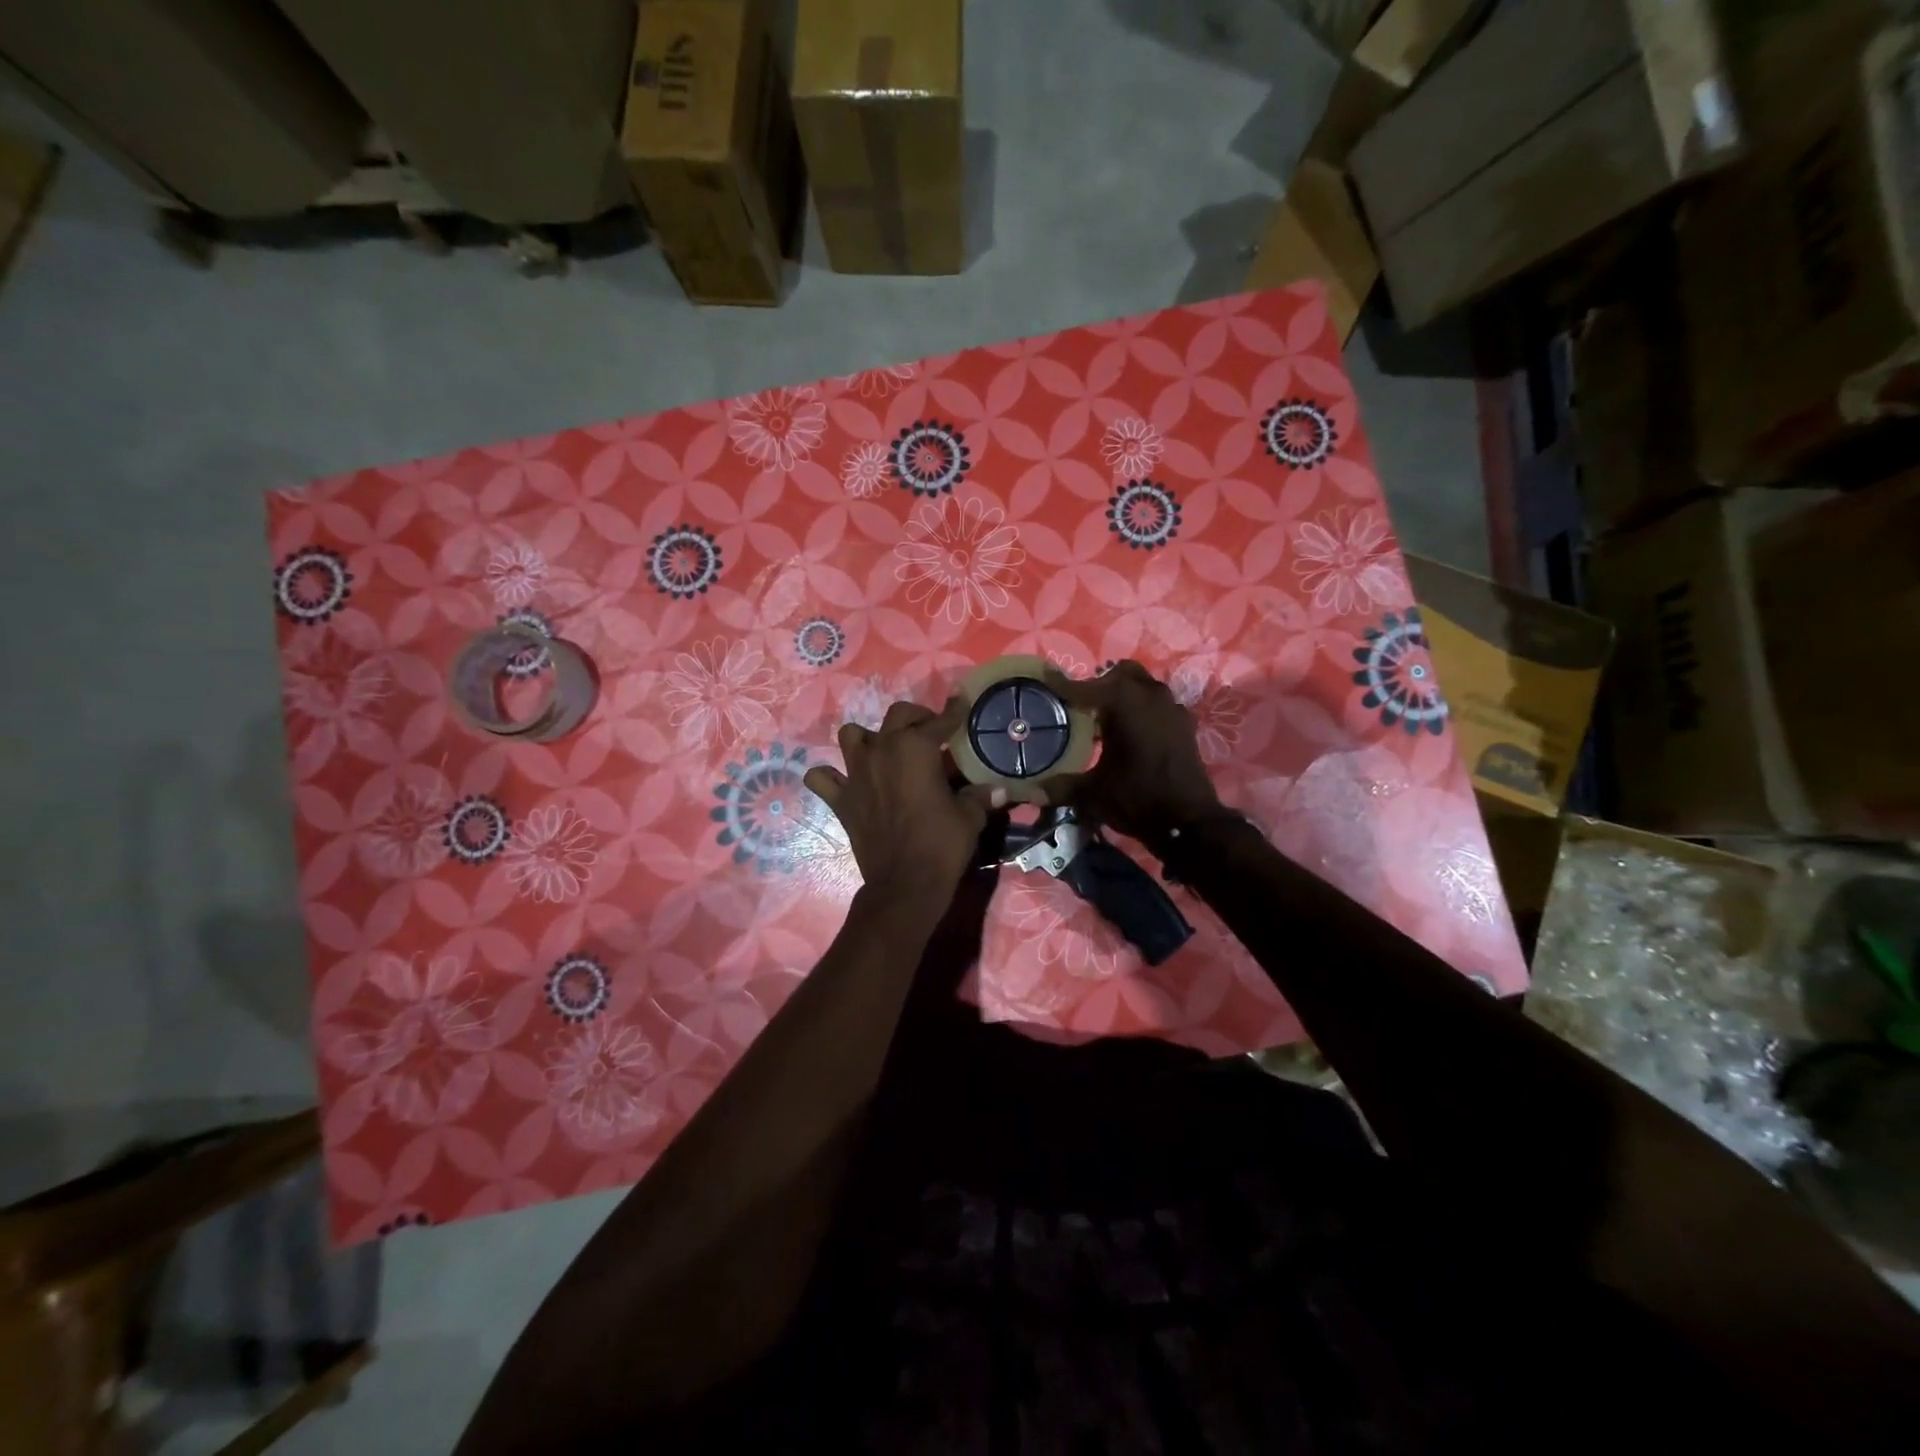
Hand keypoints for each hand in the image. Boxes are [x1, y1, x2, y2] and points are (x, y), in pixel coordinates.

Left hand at [804, 699, 999, 915]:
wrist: (905, 883)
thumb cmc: (942, 844)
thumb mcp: (969, 817)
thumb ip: (979, 796)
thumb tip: (999, 789)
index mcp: (916, 748)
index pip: (939, 721)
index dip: (953, 712)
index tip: (960, 704)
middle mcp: (882, 751)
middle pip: (897, 716)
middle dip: (916, 717)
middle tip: (930, 732)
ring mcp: (855, 774)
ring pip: (851, 735)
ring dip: (868, 738)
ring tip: (884, 751)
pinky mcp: (840, 799)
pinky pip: (822, 777)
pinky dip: (831, 776)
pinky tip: (845, 781)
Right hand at [1042, 661, 1223, 844]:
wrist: (1190, 822)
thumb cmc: (1137, 798)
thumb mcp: (1092, 793)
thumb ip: (1060, 787)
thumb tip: (1027, 792)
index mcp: (1124, 703)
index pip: (1086, 687)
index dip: (1063, 684)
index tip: (1046, 677)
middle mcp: (1150, 695)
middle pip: (1120, 675)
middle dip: (1099, 684)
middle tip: (1080, 705)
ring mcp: (1172, 708)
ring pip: (1143, 687)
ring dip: (1123, 695)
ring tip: (1104, 718)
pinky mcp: (1185, 725)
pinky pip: (1158, 705)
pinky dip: (1142, 710)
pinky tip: (1131, 733)